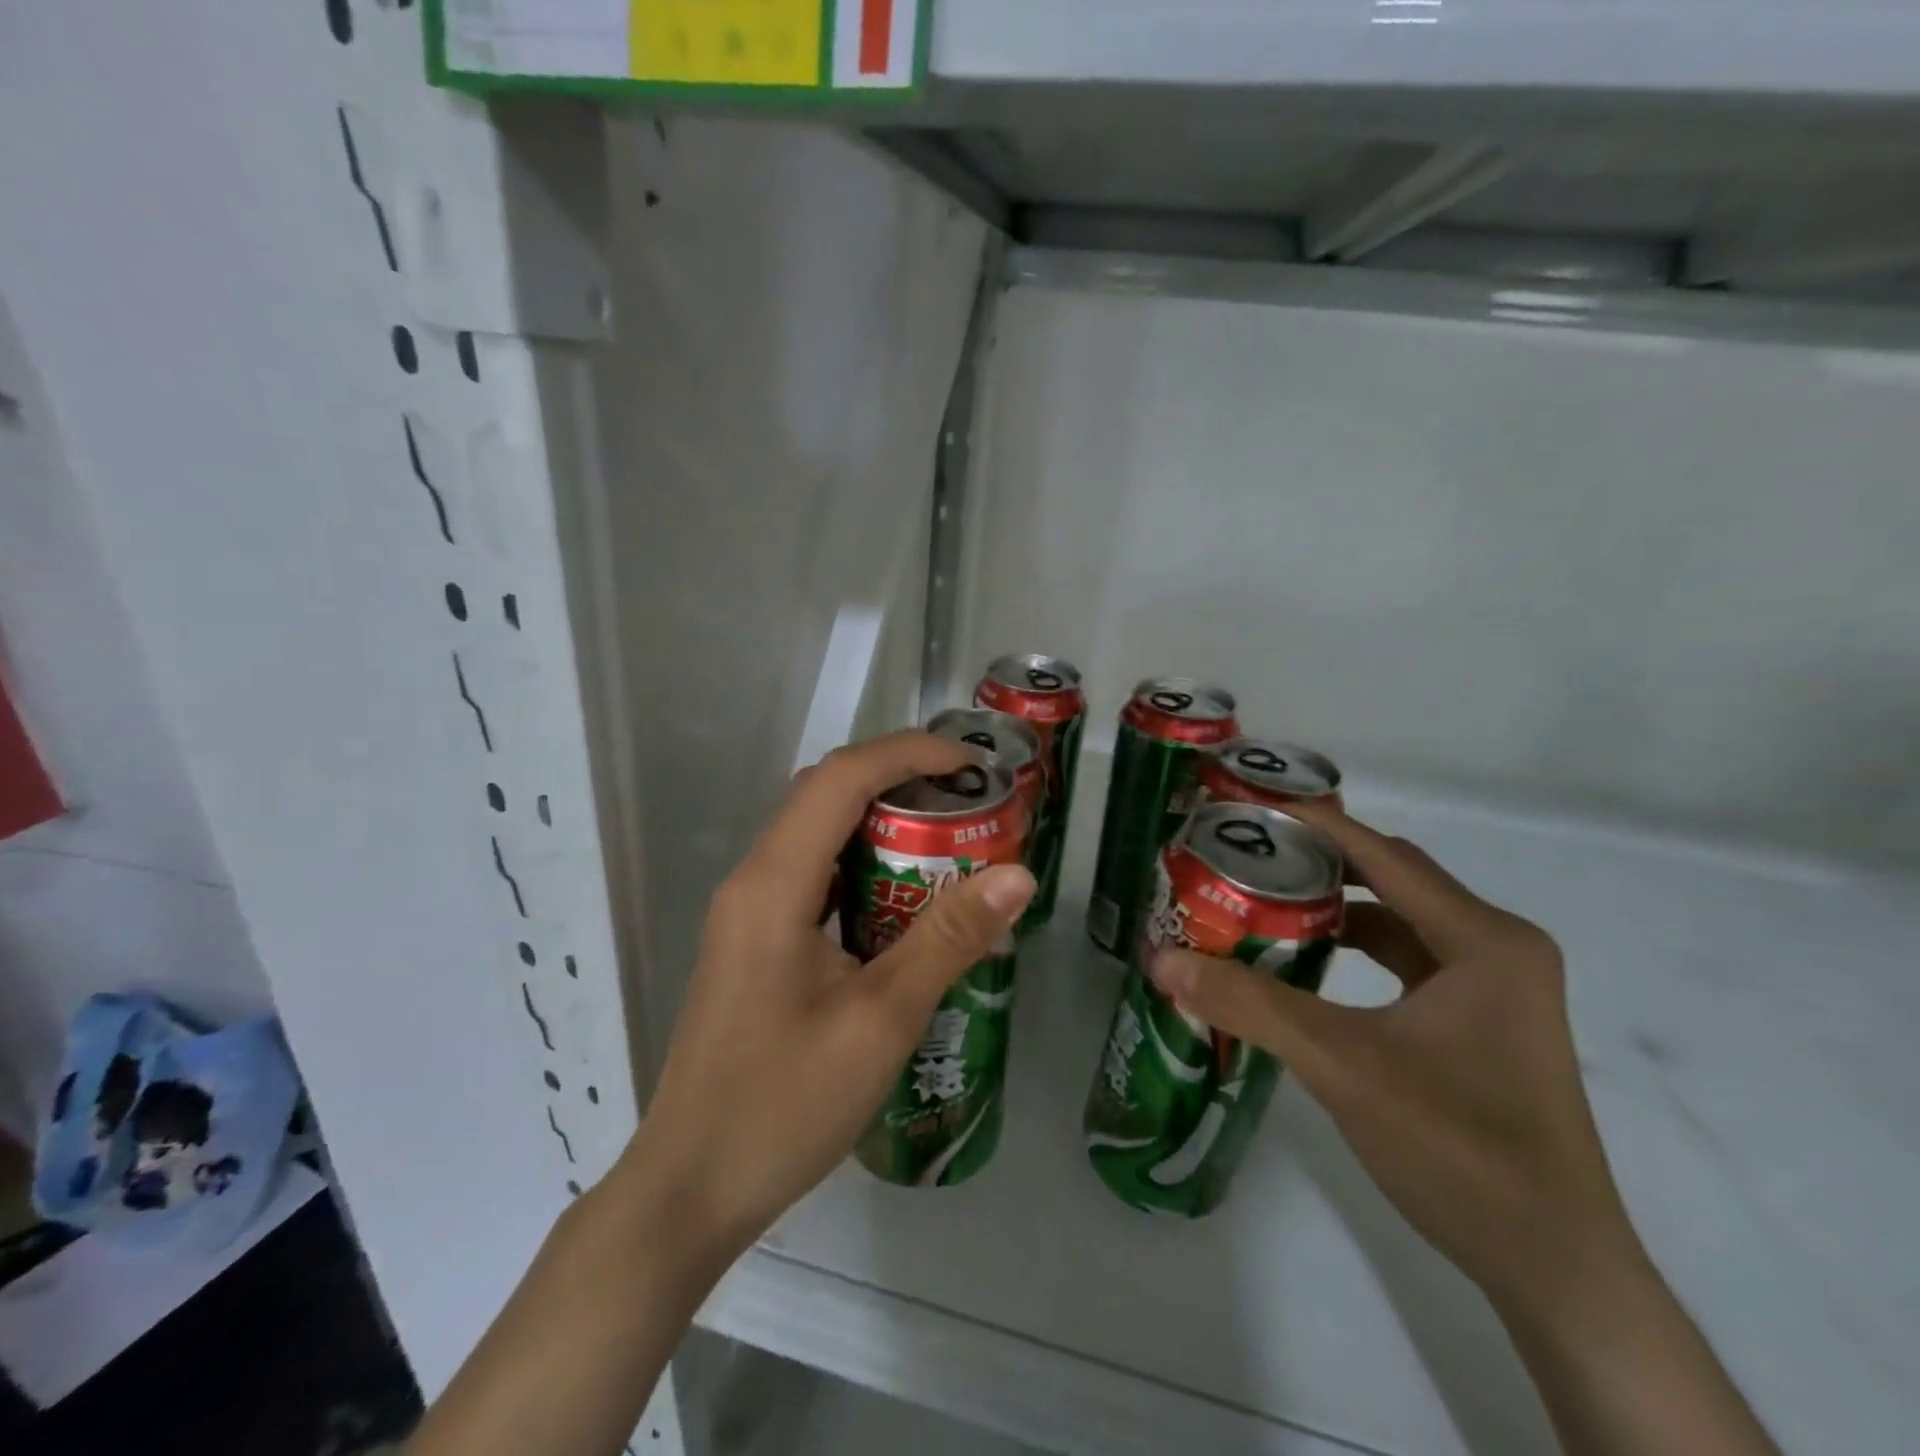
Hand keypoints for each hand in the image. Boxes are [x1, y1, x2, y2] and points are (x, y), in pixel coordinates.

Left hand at [622, 730, 1035, 1260]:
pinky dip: (861, 863)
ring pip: (817, 831)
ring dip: (880, 820)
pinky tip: (904, 899)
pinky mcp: (754, 940)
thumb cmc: (784, 1104)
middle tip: (968, 802)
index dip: (909, 754)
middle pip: (826, 792)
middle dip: (899, 779)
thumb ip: (949, 938)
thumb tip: (1018, 874)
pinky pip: (812, 874)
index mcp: (773, 883)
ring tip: (947, 838)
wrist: (691, 1188)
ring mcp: (748, 911)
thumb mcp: (882, 1019)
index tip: (972, 768)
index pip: (842, 777)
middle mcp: (753, 880)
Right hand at [1149, 801, 1636, 1313]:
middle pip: (1393, 880)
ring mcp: (1496, 989)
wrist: (1554, 1269)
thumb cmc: (1458, 1149)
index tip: (1251, 807)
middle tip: (1247, 852)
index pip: (1384, 856)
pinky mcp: (1484, 1024)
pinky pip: (1409, 961)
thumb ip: (1249, 1006)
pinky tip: (1308, 963)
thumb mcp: (1341, 1065)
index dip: (1316, 825)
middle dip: (1319, 861)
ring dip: (1336, 908)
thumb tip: (1162, 961)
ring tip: (1265, 899)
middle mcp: (1497, 948)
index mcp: (1484, 940)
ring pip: (1400, 921)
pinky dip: (1357, 951)